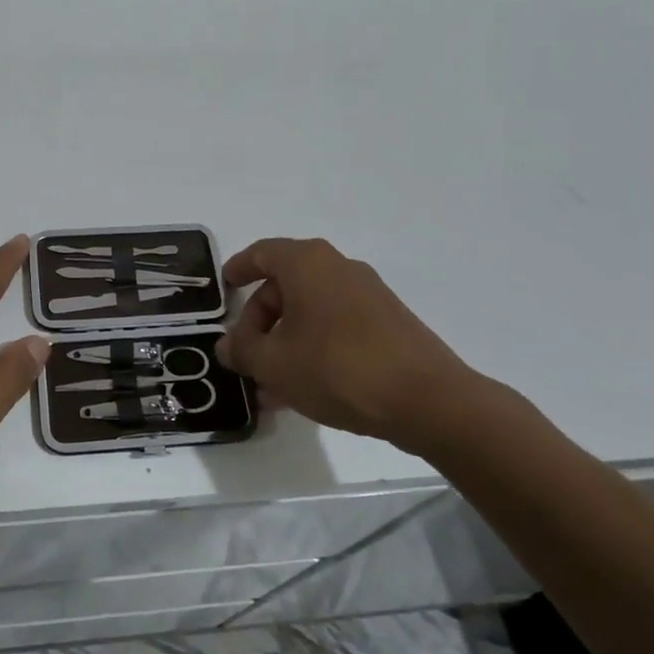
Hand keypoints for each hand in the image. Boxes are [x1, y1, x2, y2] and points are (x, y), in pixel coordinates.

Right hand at [216, 237, 492, 455]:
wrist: (429, 400)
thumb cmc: (338, 368)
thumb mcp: (275, 364)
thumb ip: (243, 351)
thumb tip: (228, 346)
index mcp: (307, 263)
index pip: (261, 253)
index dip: (238, 269)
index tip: (224, 288)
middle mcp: (338, 268)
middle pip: (285, 285)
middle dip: (260, 321)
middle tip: (247, 355)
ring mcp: (368, 294)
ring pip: (311, 311)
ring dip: (286, 341)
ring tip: (272, 385)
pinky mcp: (388, 322)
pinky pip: (336, 325)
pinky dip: (314, 346)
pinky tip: (306, 388)